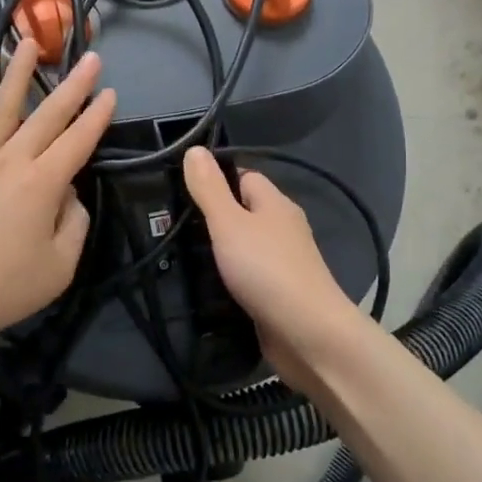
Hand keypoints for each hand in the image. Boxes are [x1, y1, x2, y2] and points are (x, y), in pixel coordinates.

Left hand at [0, 39, 115, 353]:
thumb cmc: (0, 288)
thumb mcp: (58, 268)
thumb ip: (74, 225)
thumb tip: (69, 194)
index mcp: (43, 184)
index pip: (78, 141)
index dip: (97, 116)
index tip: (111, 93)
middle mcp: (11, 160)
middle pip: (47, 115)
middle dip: (73, 85)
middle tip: (90, 57)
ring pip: (2, 106)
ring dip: (18, 73)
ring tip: (28, 42)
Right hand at [181, 146, 363, 379]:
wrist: (308, 333)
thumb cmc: (266, 269)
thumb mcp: (229, 223)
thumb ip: (209, 188)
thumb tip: (194, 148)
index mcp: (275, 204)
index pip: (245, 178)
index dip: (216, 181)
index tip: (183, 193)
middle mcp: (283, 229)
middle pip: (244, 213)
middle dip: (213, 219)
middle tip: (174, 228)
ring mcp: (284, 263)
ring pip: (246, 247)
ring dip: (220, 253)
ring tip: (181, 258)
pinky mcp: (279, 294)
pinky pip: (249, 277)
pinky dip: (230, 280)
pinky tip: (207, 288)